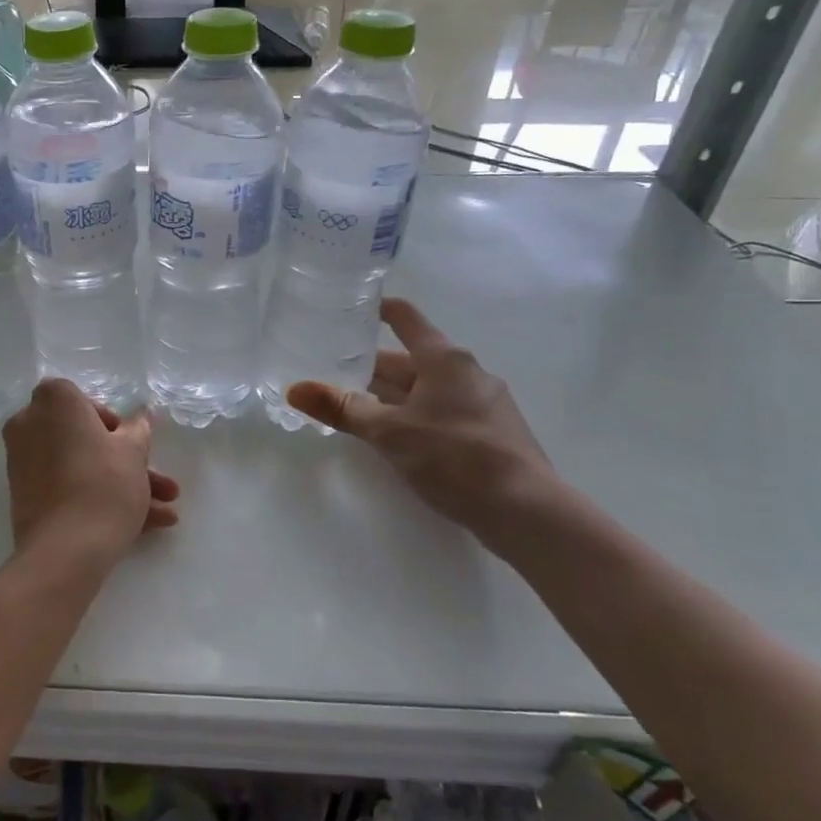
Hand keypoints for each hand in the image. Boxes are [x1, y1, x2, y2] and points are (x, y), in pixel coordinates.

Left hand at [2, 380, 179, 566]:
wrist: (65, 550)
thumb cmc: (103, 485)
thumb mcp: (133, 452)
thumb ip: (138, 428)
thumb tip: (140, 414)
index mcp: (53, 402)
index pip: (81, 399)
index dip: (109, 420)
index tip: (130, 443)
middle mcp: (29, 424)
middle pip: (82, 437)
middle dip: (125, 461)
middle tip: (159, 483)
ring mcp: (23, 462)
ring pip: (79, 466)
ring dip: (121, 485)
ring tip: (165, 513)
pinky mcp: (25, 496)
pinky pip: (66, 487)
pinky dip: (97, 499)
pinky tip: (144, 527)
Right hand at [287, 299, 559, 535]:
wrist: (526, 510)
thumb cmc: (455, 457)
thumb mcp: (389, 432)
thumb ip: (341, 408)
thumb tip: (294, 389)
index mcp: (444, 359)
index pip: (405, 318)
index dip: (377, 309)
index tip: (349, 310)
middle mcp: (466, 372)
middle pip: (409, 359)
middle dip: (371, 366)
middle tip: (330, 371)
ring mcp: (482, 402)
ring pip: (424, 389)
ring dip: (390, 395)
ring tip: (352, 406)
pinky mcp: (489, 432)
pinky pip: (440, 411)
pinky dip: (412, 415)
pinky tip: (394, 438)